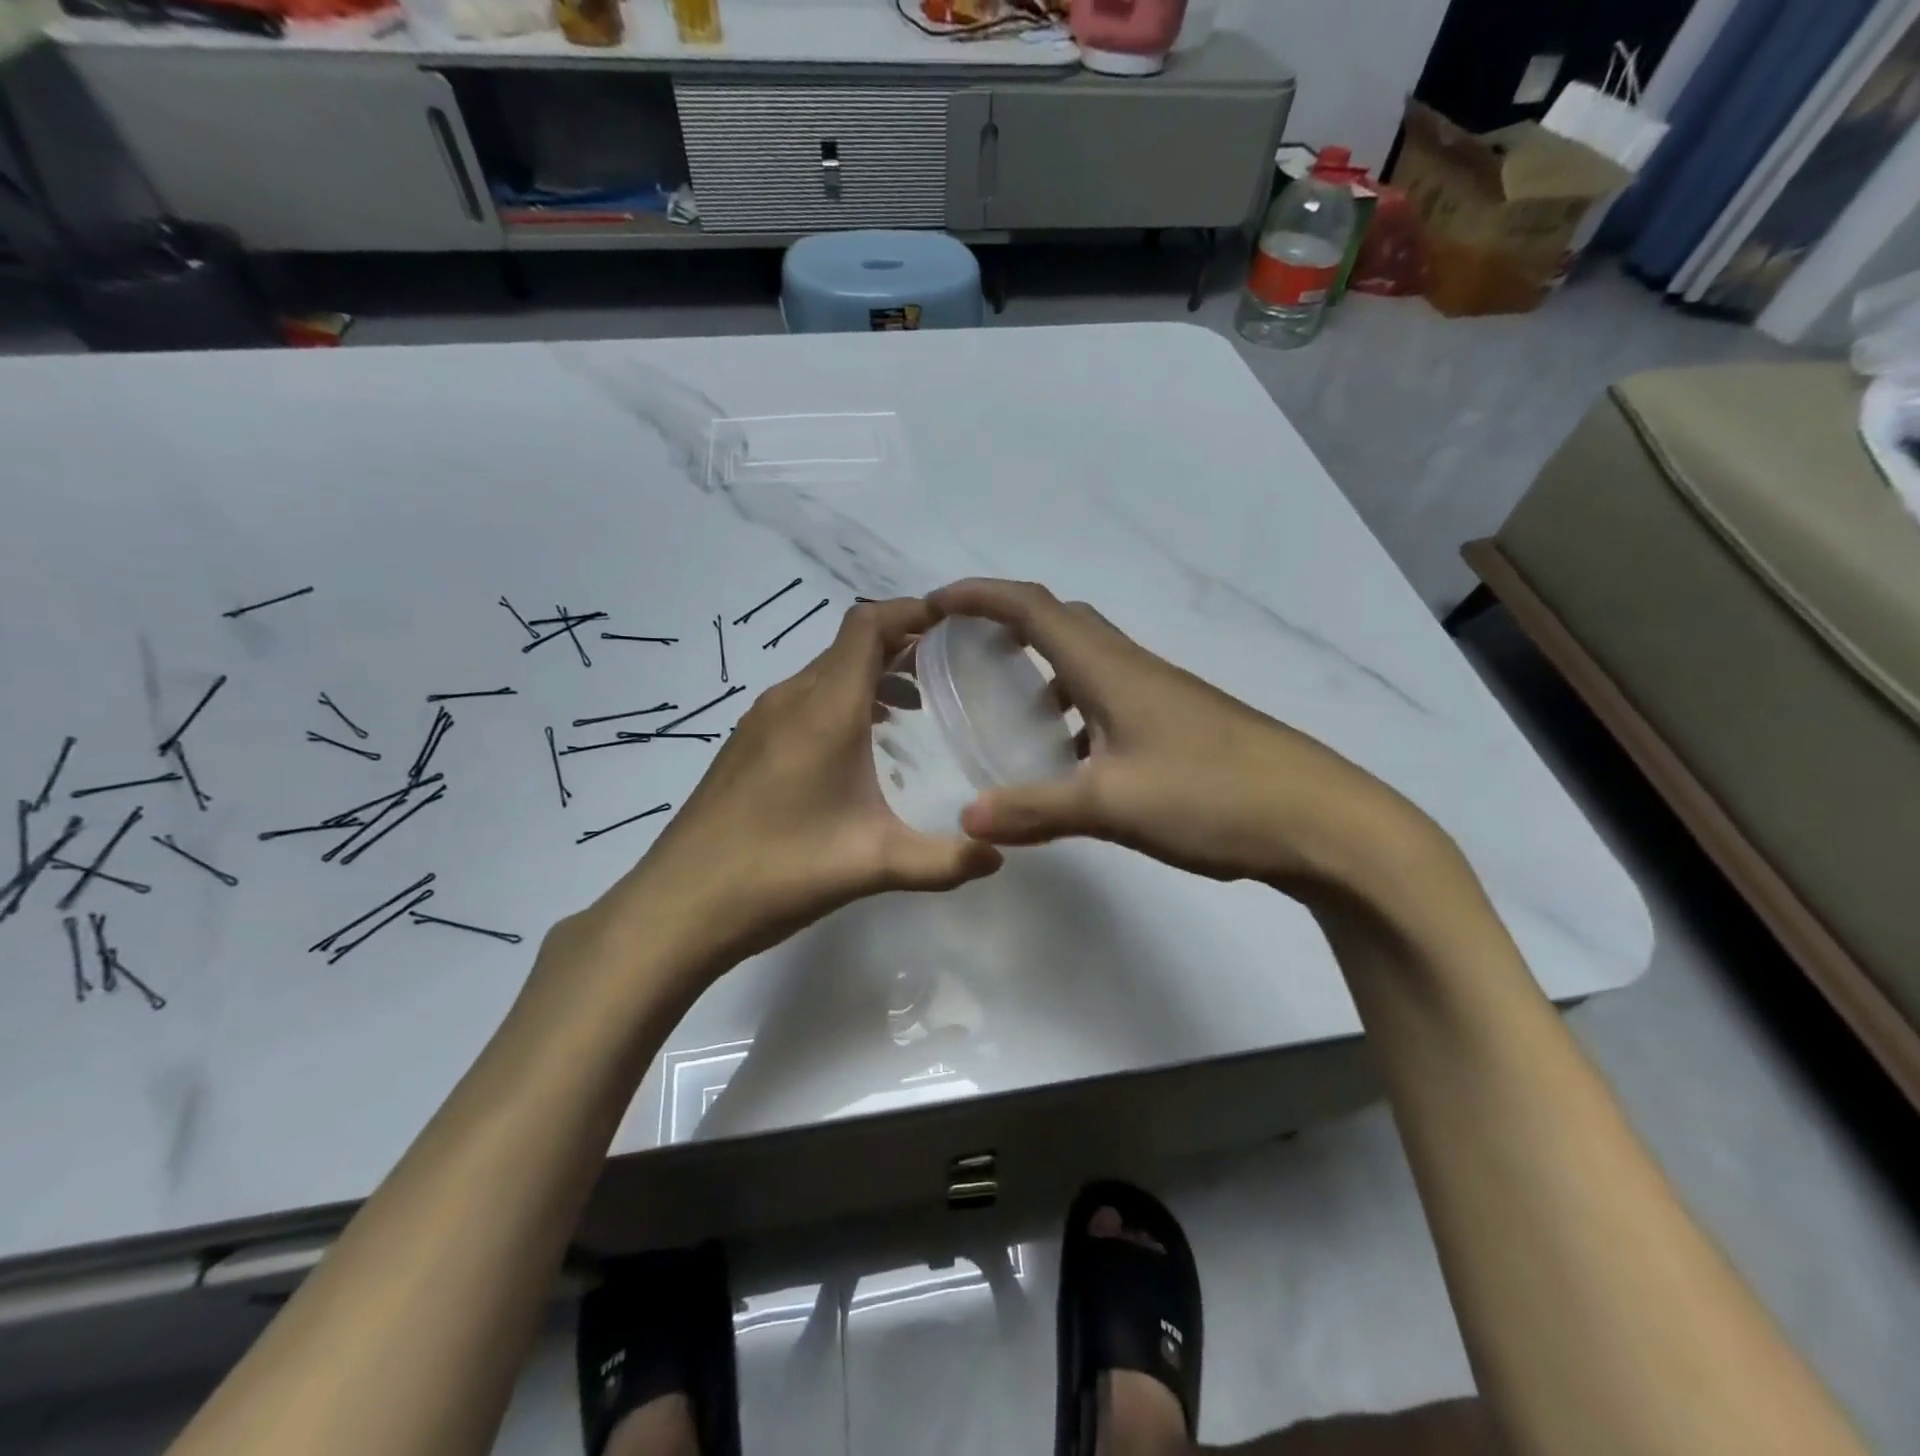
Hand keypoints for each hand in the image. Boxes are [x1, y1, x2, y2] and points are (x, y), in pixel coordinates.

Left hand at [579, 598, 1003, 986]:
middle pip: (848, 645)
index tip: (953, 623)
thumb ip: (943, 860)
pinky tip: (858, 748)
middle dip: (900, 645)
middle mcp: (790, 699)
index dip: (910, 611)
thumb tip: (999, 855)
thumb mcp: (873, 865)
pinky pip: (803, 700)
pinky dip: (840, 701)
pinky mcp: (745, 745)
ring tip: (913, 708)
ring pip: (824, 673)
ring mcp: (760, 721)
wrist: (679, 906)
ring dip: (869, 676)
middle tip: (948, 671)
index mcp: (824, 709)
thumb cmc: (779, 872)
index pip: (866, 625)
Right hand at [928, 579, 1442, 899]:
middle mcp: (1134, 668)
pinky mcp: (1181, 723)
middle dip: (1007, 623)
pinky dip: (1076, 709)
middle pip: (1061, 622)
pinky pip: (1112, 697)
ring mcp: (1163, 694)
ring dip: (1044, 669)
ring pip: (1089, 662)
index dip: (980, 596)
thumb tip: (967, 819)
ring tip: (1009, 710)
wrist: (1321, 820)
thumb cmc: (1212, 796)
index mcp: (1110, 669)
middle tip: (967, 652)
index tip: (935, 604)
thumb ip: (1035, 810)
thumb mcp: (1112, 805)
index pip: (1032, 608)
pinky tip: (1071, 759)